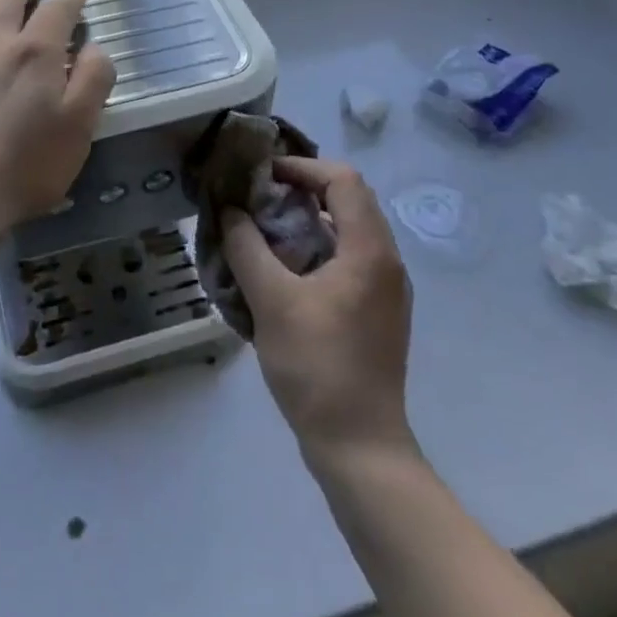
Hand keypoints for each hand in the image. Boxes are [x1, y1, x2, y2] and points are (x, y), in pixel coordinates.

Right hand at [223, 158, 416, 461]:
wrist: (360, 449)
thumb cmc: (317, 367)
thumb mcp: (271, 301)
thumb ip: (246, 247)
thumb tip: (229, 210)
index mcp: (369, 251)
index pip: (343, 180)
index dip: (302, 167)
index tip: (263, 175)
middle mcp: (386, 262)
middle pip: (348, 200)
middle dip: (302, 189)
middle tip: (259, 196)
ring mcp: (386, 290)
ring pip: (348, 230)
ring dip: (307, 219)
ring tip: (264, 228)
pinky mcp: (378, 313)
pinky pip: (348, 259)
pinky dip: (316, 247)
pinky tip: (283, 269)